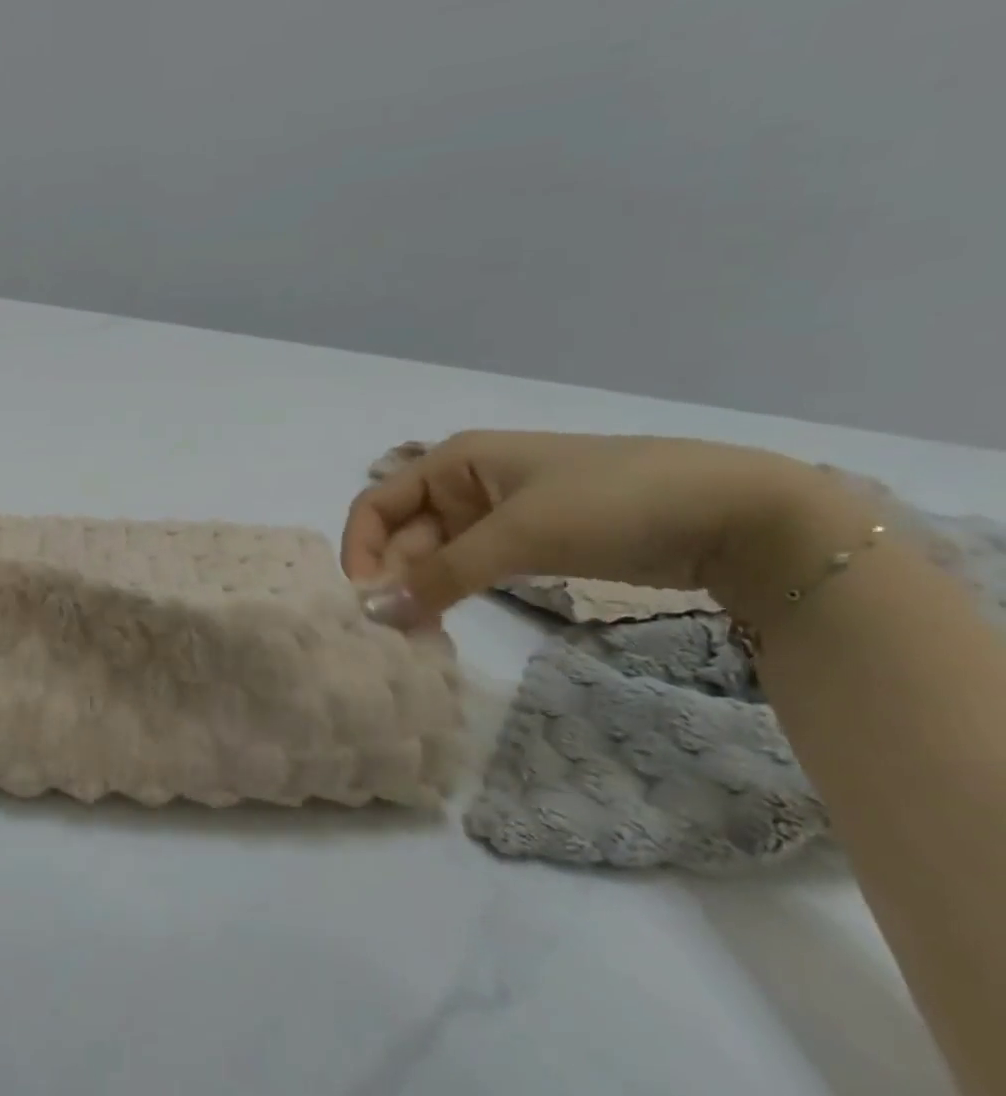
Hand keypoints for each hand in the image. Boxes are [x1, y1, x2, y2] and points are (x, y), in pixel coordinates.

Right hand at [341, 431, 833, 627]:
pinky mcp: (528, 544)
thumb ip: (442, 574)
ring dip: (418, 589)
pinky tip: (440, 623)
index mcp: (453, 461)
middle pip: (403, 532)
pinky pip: (469, 568)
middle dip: (389, 575)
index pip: (377, 503)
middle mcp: (465, 484)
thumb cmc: (611, 501)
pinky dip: (450, 593)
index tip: (361, 601)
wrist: (736, 512)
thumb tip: (375, 612)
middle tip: (386, 631)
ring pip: (434, 554)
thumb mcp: (519, 534)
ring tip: (410, 635)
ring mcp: (497, 516)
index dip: (360, 547)